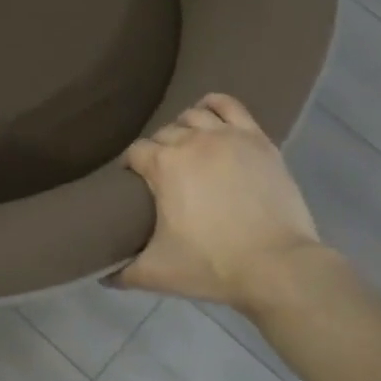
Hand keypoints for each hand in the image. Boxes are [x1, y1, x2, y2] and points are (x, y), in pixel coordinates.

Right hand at [117, 93, 325, 309]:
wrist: (276, 266)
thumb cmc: (212, 265)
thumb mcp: (157, 273)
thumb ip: (123, 273)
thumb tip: (103, 275)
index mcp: (164, 165)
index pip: (135, 152)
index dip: (130, 166)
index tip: (132, 183)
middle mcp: (193, 140)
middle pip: (164, 133)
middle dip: (158, 150)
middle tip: (162, 175)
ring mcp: (228, 136)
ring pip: (195, 115)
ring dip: (185, 128)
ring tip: (187, 148)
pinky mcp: (258, 140)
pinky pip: (231, 107)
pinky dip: (215, 105)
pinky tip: (210, 114)